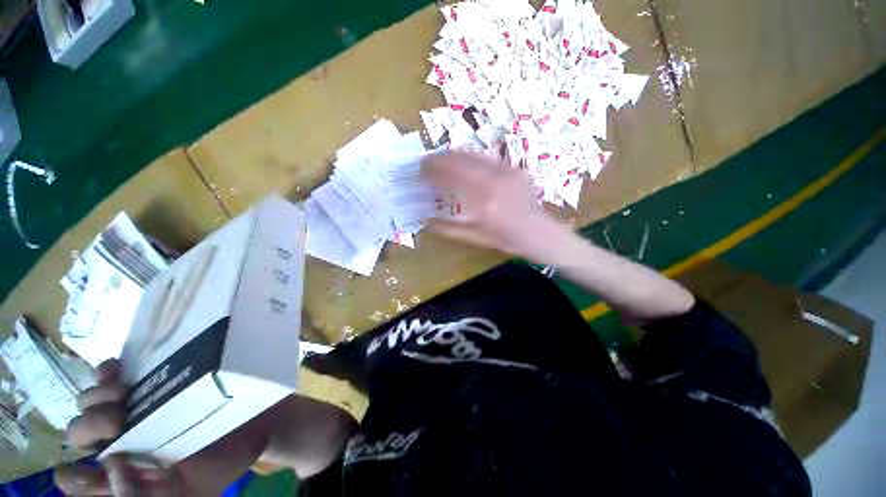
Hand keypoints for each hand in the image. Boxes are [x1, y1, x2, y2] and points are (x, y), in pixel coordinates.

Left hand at [55, 360, 270, 495]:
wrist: (251, 426)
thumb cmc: (221, 464)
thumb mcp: (187, 494)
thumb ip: (143, 495)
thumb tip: (115, 463)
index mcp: (125, 476)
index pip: (79, 480)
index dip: (78, 475)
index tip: (108, 460)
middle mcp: (119, 443)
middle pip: (78, 435)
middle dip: (89, 427)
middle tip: (119, 420)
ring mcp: (131, 412)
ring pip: (86, 405)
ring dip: (95, 398)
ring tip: (123, 393)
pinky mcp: (145, 386)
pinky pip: (107, 376)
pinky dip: (105, 372)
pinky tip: (117, 369)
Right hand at [420, 152, 571, 261]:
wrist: (539, 233)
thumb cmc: (507, 239)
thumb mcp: (476, 238)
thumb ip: (450, 230)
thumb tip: (427, 222)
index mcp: (483, 201)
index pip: (452, 177)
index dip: (433, 171)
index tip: (420, 171)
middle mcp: (494, 181)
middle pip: (461, 161)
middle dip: (440, 159)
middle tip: (426, 162)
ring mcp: (506, 172)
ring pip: (473, 155)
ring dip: (453, 154)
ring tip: (440, 158)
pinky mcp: (513, 169)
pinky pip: (486, 158)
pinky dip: (470, 157)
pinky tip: (463, 161)